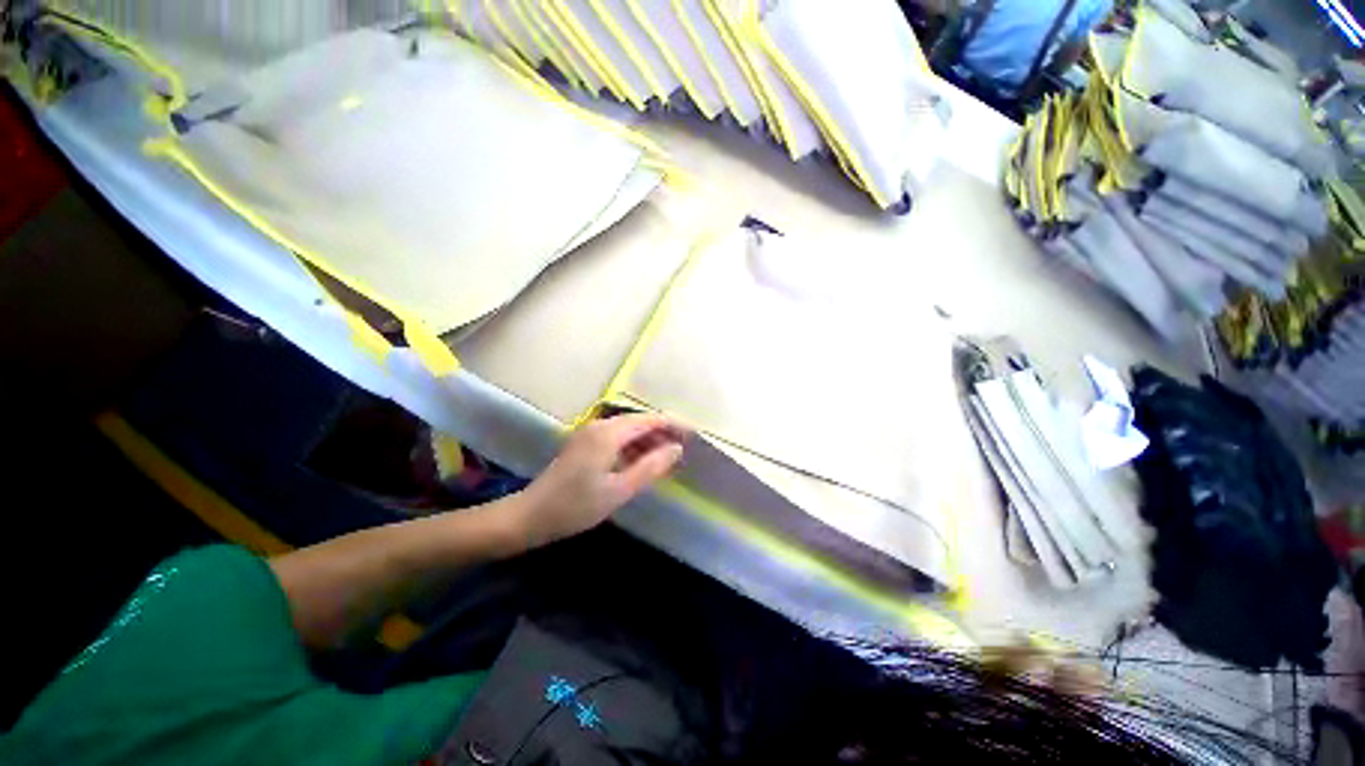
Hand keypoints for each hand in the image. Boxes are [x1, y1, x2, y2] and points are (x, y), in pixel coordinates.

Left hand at [513, 414, 687, 548]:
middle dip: (663, 433)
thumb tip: (677, 449)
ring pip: (628, 430)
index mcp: (609, 433)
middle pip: (640, 422)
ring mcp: (590, 433)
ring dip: (649, 440)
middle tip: (683, 449)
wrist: (530, 516)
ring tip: (668, 456)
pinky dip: (633, 446)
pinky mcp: (585, 443)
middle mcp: (600, 426)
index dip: (673, 425)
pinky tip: (642, 461)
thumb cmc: (576, 506)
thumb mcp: (619, 490)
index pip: (650, 420)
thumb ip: (651, 467)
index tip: (693, 435)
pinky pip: (617, 437)